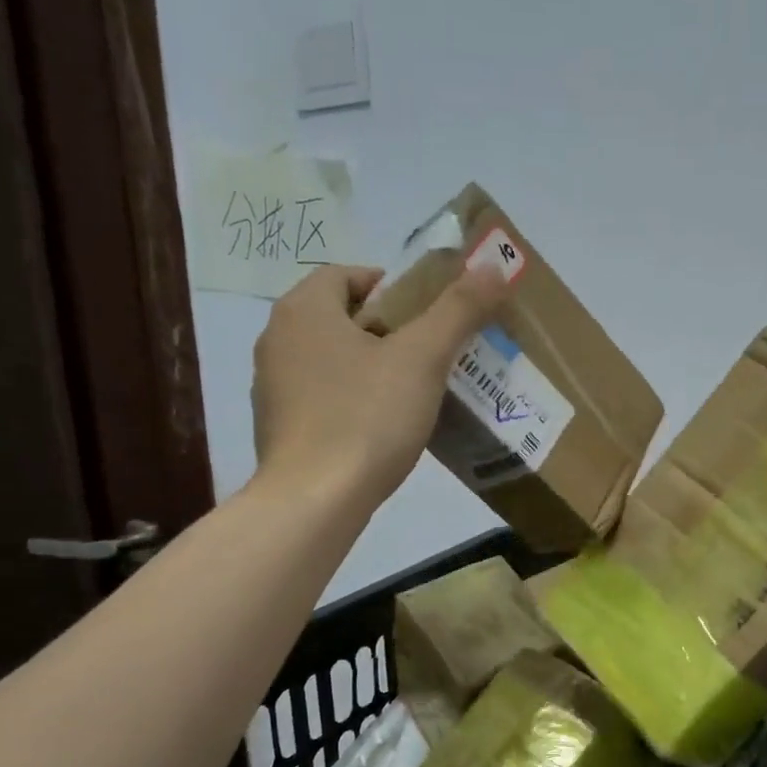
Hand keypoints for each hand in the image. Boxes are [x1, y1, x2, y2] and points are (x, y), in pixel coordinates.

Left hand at [248, 263, 509, 506]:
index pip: (348, 275)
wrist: (315, 500)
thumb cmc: (367, 418)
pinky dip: (350, 401)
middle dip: (387, 330)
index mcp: (304, 309)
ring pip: (331, 359)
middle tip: (430, 355)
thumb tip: (494, 266)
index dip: (392, 288)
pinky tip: (380, 429)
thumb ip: (458, 310)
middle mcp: (278, 339)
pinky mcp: (277, 427)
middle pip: (341, 317)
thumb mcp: (423, 359)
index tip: (428, 317)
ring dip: (369, 366)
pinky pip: (322, 397)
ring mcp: (272, 386)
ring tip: (411, 394)